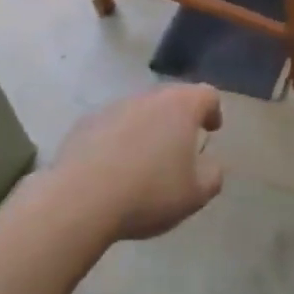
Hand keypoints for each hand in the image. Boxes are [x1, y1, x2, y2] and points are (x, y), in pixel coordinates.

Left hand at [53, 84, 224, 240]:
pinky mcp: (86, 122)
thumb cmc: (149, 192)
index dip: (213, 111)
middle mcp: (149, 97)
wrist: (80, 199)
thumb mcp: (195, 194)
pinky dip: (119, 139)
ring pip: (140, 110)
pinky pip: (112, 126)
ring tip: (146, 160)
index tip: (212, 129)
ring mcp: (114, 106)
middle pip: (172, 98)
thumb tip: (209, 163)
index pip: (207, 95)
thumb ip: (212, 175)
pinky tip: (114, 168)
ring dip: (148, 128)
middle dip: (179, 118)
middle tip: (181, 145)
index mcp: (181, 106)